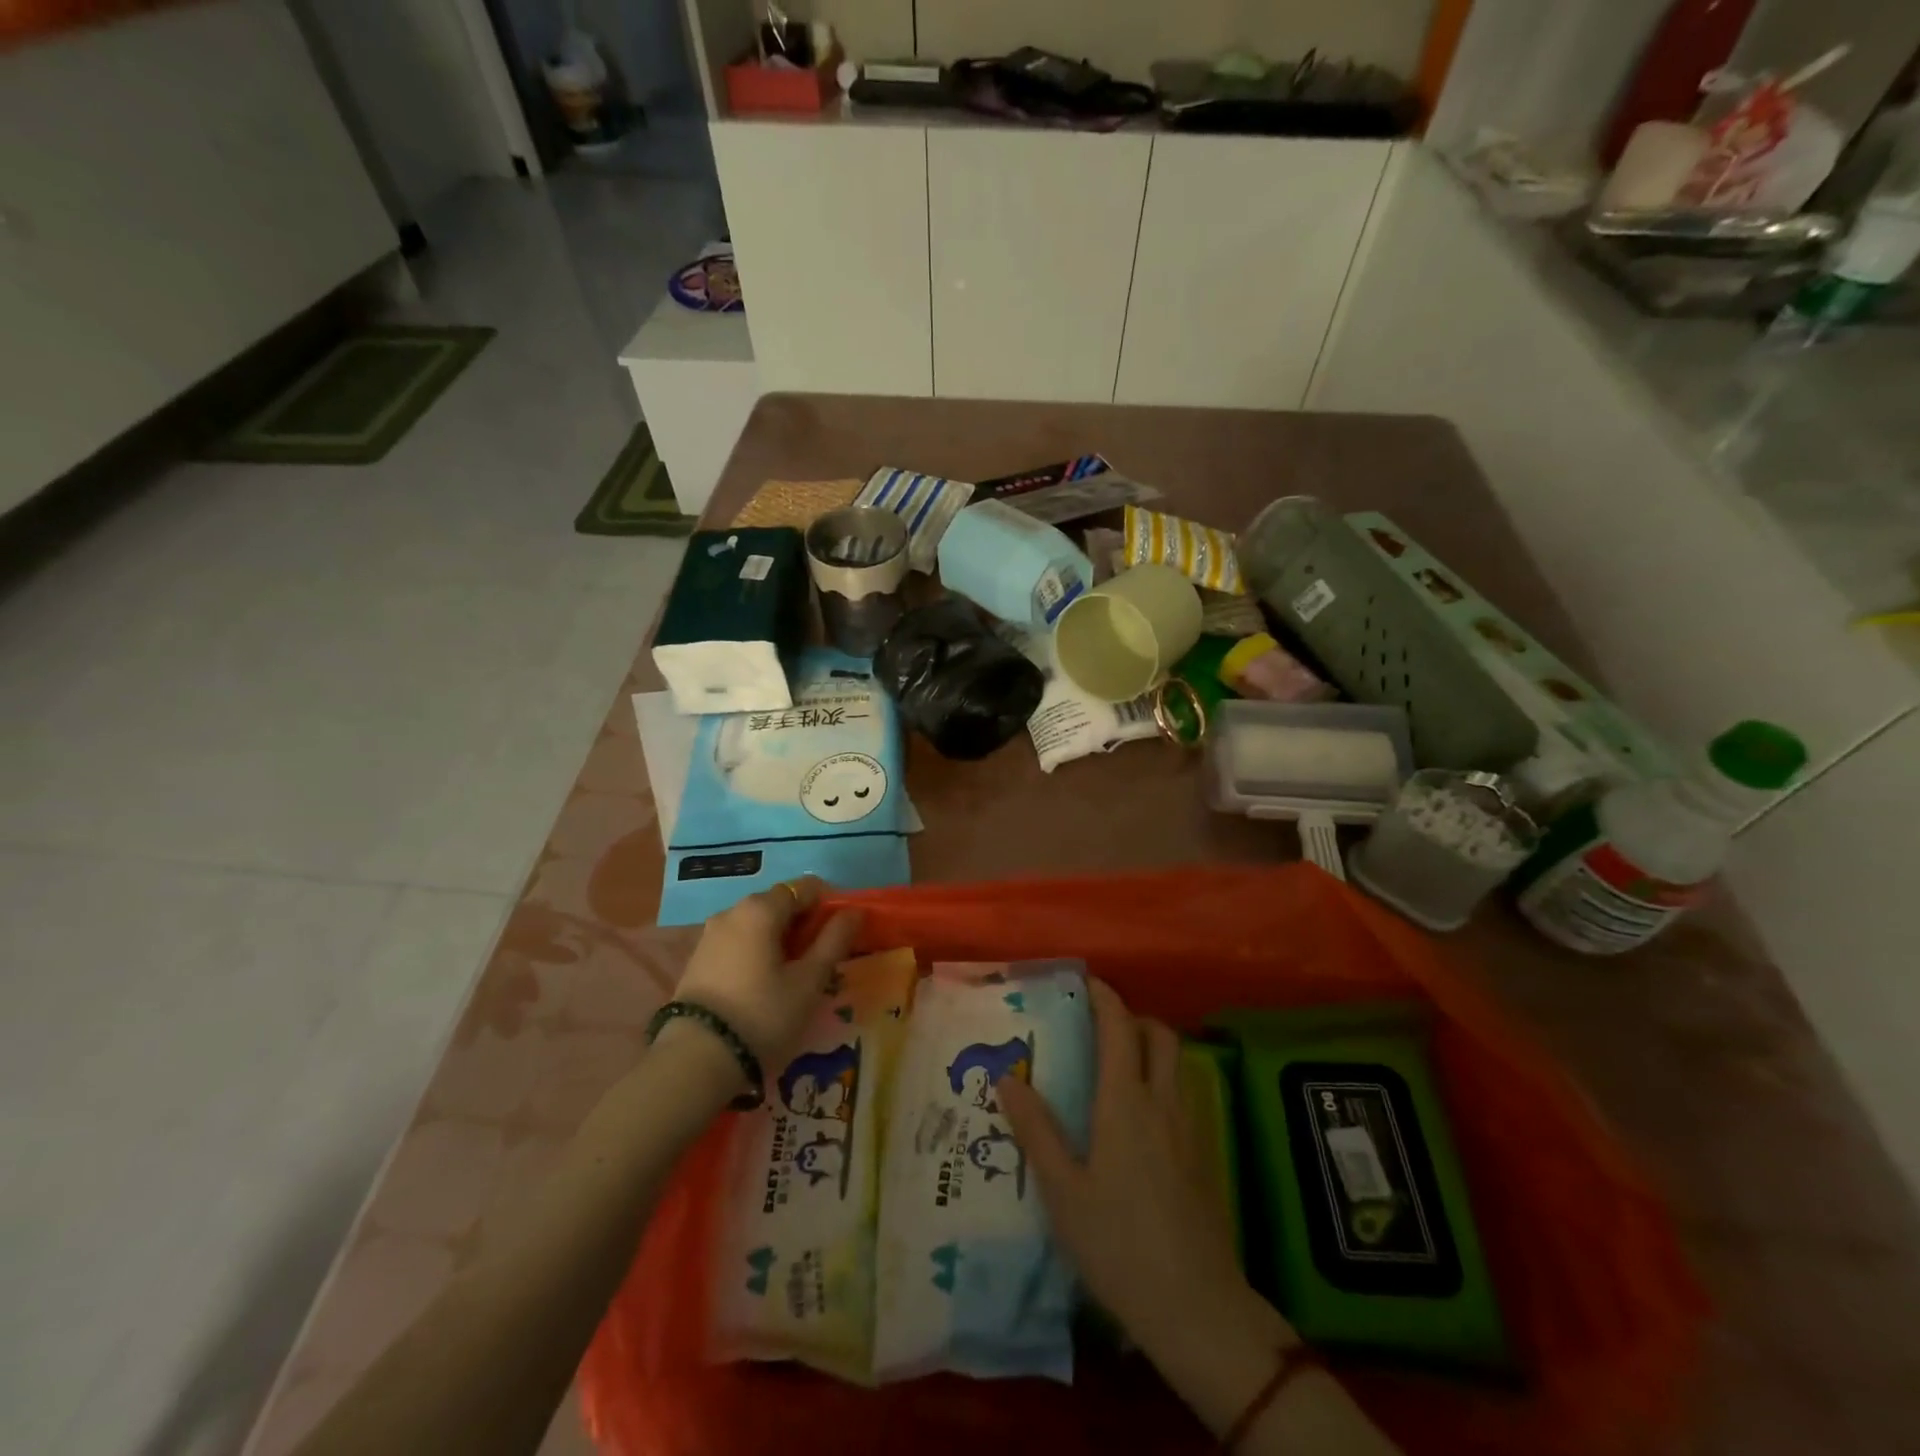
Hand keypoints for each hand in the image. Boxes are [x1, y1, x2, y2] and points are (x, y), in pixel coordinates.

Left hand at [671, 877, 862, 1078]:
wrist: (696, 1058)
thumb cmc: (763, 1014)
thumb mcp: (810, 981)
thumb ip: (834, 940)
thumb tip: (854, 911)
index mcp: (762, 908)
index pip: (805, 888)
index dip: (828, 905)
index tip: (840, 935)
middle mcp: (733, 910)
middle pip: (779, 903)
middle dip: (803, 923)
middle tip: (819, 959)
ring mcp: (710, 934)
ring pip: (757, 924)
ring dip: (779, 939)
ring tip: (792, 976)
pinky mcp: (697, 958)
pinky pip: (738, 942)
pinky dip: (756, 951)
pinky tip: (762, 983)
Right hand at [998, 979, 1283, 1368]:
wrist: (1197, 1308)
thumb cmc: (1119, 1245)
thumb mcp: (1063, 1191)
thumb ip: (1036, 1129)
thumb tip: (1008, 1077)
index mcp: (1126, 1102)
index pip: (1119, 1027)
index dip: (1104, 997)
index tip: (1083, 982)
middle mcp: (1162, 1102)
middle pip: (1159, 1035)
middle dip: (1132, 1017)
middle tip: (1099, 1027)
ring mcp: (1189, 1129)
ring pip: (1176, 1064)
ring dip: (1150, 1048)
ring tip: (1115, 1066)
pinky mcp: (1202, 1156)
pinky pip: (1182, 1094)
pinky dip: (1161, 1080)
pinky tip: (1139, 1117)